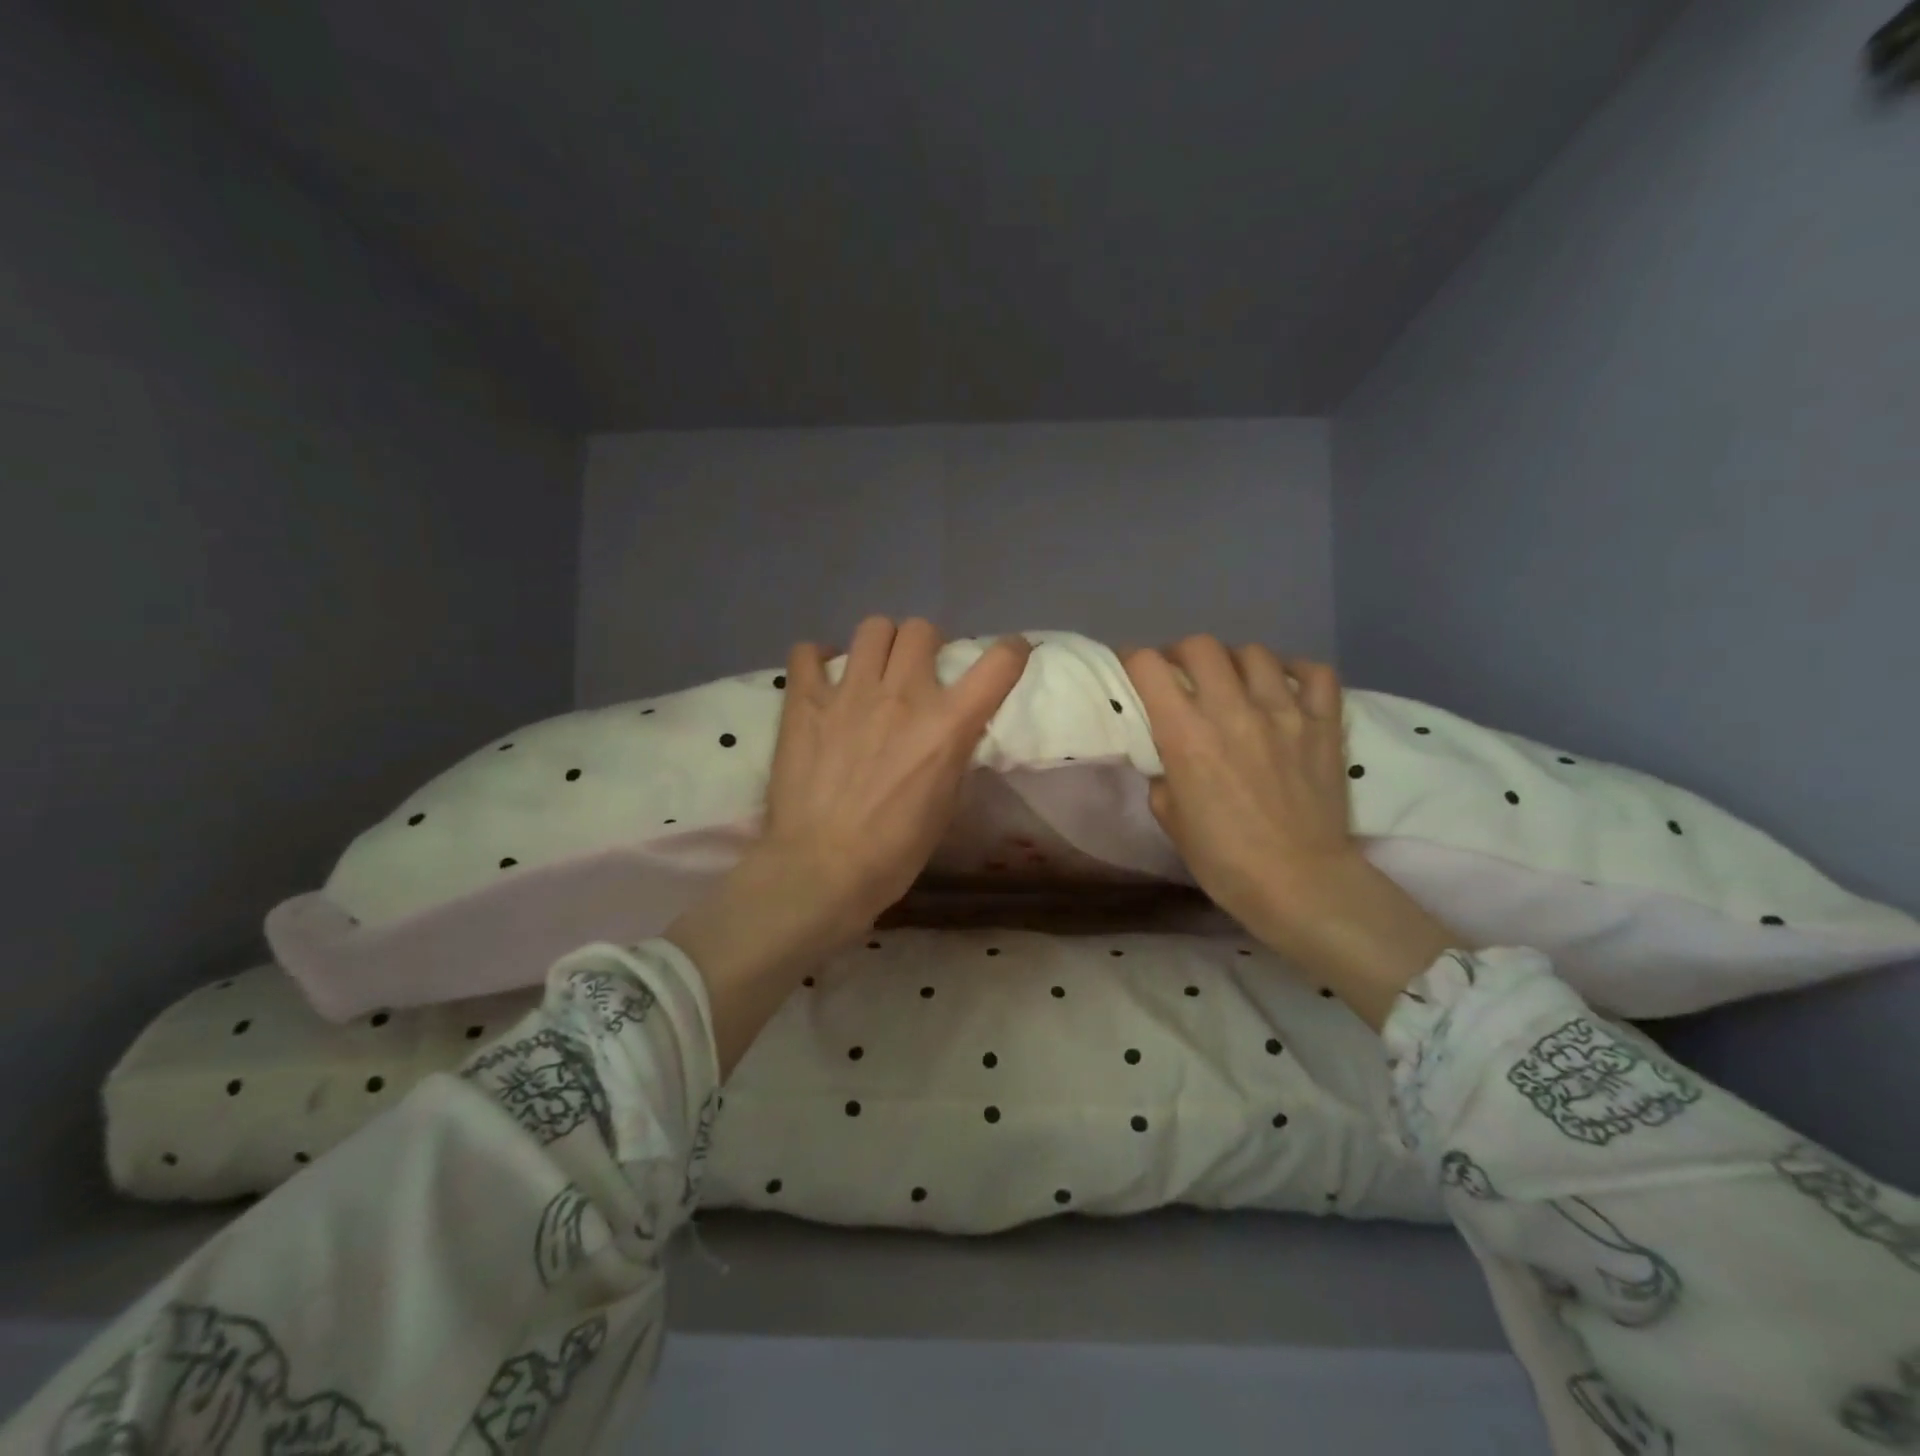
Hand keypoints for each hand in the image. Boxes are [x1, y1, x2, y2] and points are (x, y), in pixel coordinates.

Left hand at [670, 618, 1031, 1071]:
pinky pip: (808, 651)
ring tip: (872, 670)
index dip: (1011, 651)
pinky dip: (818, 659)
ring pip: (873, 628)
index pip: (998, 663)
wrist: (822, 870)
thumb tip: (951, 729)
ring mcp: (849, 692)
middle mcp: (902, 694)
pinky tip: (823, 680)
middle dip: (926, 645)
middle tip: (918, 672)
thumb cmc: (894, 851)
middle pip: (922, 629)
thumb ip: (952, 752)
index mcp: (947, 725)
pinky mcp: (804, 701)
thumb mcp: (946, 804)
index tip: (1009, 655)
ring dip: (880, 645)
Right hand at [1124, 636, 1459, 1029]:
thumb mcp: (1170, 820)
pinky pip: (1315, 672)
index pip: (1149, 667)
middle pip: (1200, 646)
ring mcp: (1283, 712)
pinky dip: (1296, 672)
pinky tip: (1285, 687)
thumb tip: (1171, 757)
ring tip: (1233, 683)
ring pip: (1254, 653)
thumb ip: (1164, 776)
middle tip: (1181, 676)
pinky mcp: (1324, 723)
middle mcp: (1231, 710)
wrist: (1299, 883)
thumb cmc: (1223, 860)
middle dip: (1181, 654)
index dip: (1133, 660)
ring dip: (1234, 662)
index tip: (1131, 669)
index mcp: (1186, 735)